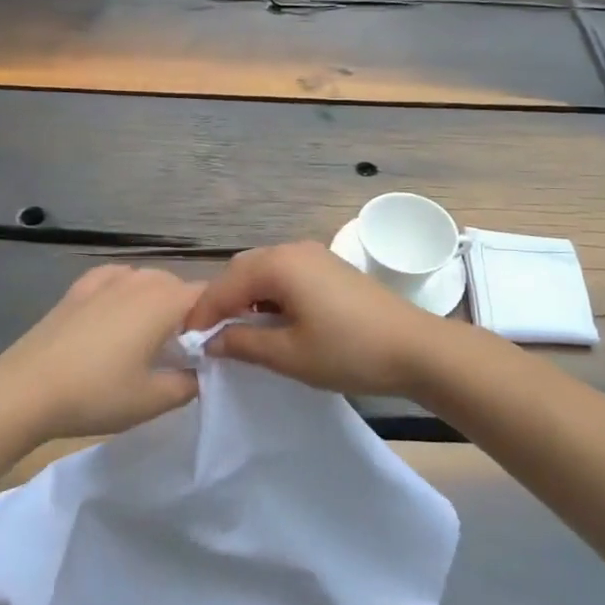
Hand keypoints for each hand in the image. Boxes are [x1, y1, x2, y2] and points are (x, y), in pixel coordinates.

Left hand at [0, 266, 201, 440]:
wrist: (26, 389)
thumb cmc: (96, 394)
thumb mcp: (153, 400)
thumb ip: (189, 383)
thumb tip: (200, 371)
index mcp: (164, 302)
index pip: (208, 296)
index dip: (217, 317)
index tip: (213, 347)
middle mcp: (139, 281)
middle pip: (178, 286)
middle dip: (187, 312)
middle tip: (182, 351)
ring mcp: (106, 280)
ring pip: (146, 280)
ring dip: (156, 301)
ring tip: (148, 335)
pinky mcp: (78, 288)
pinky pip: (115, 278)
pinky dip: (125, 289)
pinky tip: (117, 310)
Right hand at [182, 241, 450, 397]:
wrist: (416, 348)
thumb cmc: (348, 351)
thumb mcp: (289, 354)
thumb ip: (243, 343)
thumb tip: (212, 340)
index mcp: (279, 265)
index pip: (224, 285)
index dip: (202, 314)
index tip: (188, 342)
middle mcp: (293, 249)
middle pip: (242, 270)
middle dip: (222, 301)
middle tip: (211, 337)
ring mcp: (314, 255)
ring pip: (264, 270)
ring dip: (245, 297)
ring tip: (238, 332)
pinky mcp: (329, 267)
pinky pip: (285, 273)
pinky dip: (269, 293)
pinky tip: (272, 320)